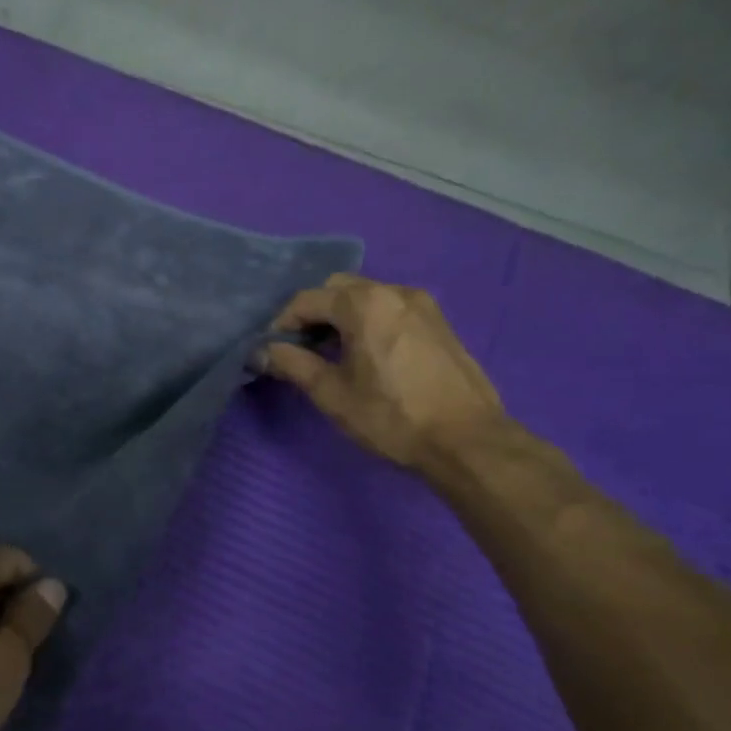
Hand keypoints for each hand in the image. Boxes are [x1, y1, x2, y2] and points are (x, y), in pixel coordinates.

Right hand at [260, 273, 507, 468]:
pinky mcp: (439, 322)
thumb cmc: (391, 416)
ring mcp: (423, 305)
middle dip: (313, 313)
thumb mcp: (331, 393)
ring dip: (341, 317)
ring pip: (367, 297)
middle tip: (300, 348)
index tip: (272, 350)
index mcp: (364, 304)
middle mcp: (394, 292)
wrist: (468, 441)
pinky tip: (365, 355)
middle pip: (338, 289)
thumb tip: (263, 352)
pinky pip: (390, 309)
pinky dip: (368, 321)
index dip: (282, 324)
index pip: (307, 300)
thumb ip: (293, 364)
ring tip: (331, 354)